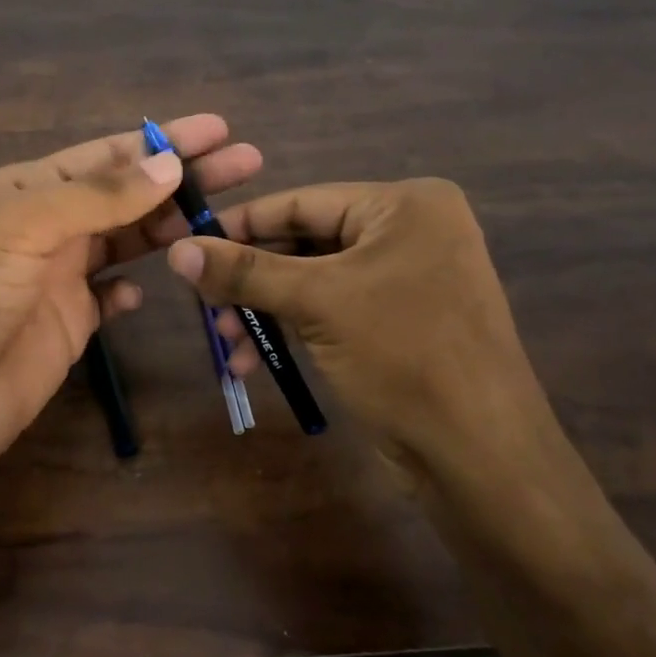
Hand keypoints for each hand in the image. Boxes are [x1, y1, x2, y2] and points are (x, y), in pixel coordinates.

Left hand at [0, 115, 263, 479]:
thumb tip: (168, 163)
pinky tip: (151, 289)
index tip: (218, 130)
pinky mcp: (68, 327)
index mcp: (27, 190)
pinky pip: (109, 300)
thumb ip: (98, 196)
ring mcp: (58, 280)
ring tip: (226, 217)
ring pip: (126, 243)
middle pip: (126, 195)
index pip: (107, 155)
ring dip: (169, 228)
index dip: (162, 141)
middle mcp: (46, 228)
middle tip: (247, 164)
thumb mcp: (23, 225)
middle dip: (183, 178)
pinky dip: (131, 292)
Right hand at [166, 179, 562, 483]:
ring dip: (264, 310)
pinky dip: (291, 330)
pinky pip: (330, 310)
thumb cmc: (403, 356)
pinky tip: (252, 359)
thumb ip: (244, 273)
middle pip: (304, 243)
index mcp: (404, 205)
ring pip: (312, 281)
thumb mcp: (317, 303)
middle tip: (203, 304)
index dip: (240, 224)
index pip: (301, 201)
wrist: (479, 455)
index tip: (188, 244)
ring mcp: (406, 279)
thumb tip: (175, 249)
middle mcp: (409, 232)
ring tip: (225, 341)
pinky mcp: (398, 322)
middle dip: (251, 279)